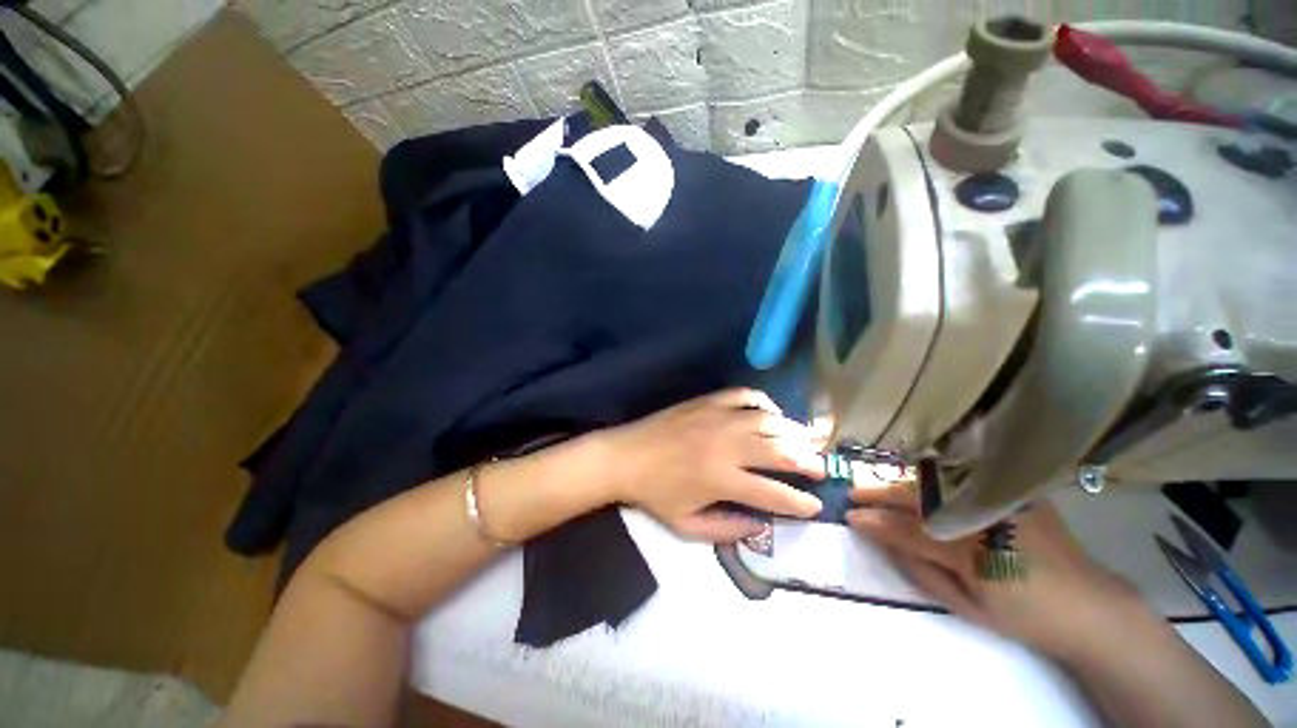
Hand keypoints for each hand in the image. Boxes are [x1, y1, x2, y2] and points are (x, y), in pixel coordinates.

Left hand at [601, 388, 824, 541]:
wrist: (625, 456)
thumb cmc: (655, 494)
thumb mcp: (687, 526)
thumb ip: (728, 529)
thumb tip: (762, 525)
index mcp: (722, 480)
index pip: (774, 493)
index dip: (800, 503)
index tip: (815, 506)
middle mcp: (727, 445)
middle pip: (781, 450)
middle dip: (809, 461)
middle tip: (820, 468)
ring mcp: (718, 418)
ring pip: (769, 420)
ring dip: (794, 431)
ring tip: (806, 441)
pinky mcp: (708, 401)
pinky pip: (745, 395)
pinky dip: (764, 402)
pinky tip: (771, 413)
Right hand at [847, 485, 1149, 662]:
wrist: (1089, 607)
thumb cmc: (1023, 615)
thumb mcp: (966, 605)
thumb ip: (921, 569)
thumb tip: (884, 540)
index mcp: (972, 550)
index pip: (908, 529)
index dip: (875, 522)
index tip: (848, 515)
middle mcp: (984, 516)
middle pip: (919, 498)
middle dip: (880, 494)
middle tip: (853, 493)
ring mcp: (1003, 500)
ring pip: (938, 485)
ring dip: (902, 484)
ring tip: (877, 487)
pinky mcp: (1017, 494)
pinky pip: (965, 480)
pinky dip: (936, 480)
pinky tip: (919, 480)